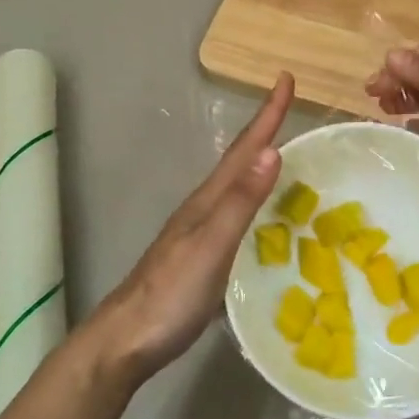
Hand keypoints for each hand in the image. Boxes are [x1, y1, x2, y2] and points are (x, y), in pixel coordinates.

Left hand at [89, 73, 293, 382]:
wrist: (127, 339)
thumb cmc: (171, 293)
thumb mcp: (212, 245)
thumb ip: (241, 202)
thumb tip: (272, 151)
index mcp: (209, 200)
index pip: (245, 149)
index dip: (267, 115)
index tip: (285, 78)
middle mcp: (205, 209)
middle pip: (241, 161)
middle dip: (266, 131)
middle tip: (291, 106)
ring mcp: (202, 234)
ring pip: (239, 189)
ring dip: (262, 166)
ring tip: (287, 156)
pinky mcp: (204, 259)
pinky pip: (241, 219)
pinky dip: (259, 206)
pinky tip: (270, 221)